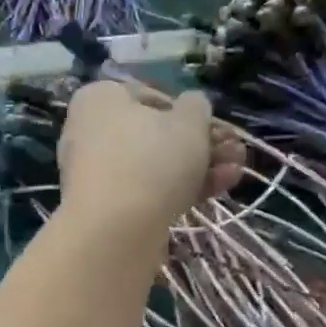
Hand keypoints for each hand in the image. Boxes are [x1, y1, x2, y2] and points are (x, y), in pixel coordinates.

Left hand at [57, 82, 242, 233]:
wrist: (114, 231)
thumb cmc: (151, 160)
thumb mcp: (189, 122)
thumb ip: (196, 107)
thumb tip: (192, 105)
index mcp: (99, 98)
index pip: (149, 95)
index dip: (187, 110)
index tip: (212, 125)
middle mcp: (89, 131)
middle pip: (155, 134)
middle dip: (202, 144)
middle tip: (236, 152)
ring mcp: (95, 172)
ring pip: (154, 164)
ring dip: (199, 167)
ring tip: (236, 173)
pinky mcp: (105, 207)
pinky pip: (145, 190)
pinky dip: (179, 189)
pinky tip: (218, 191)